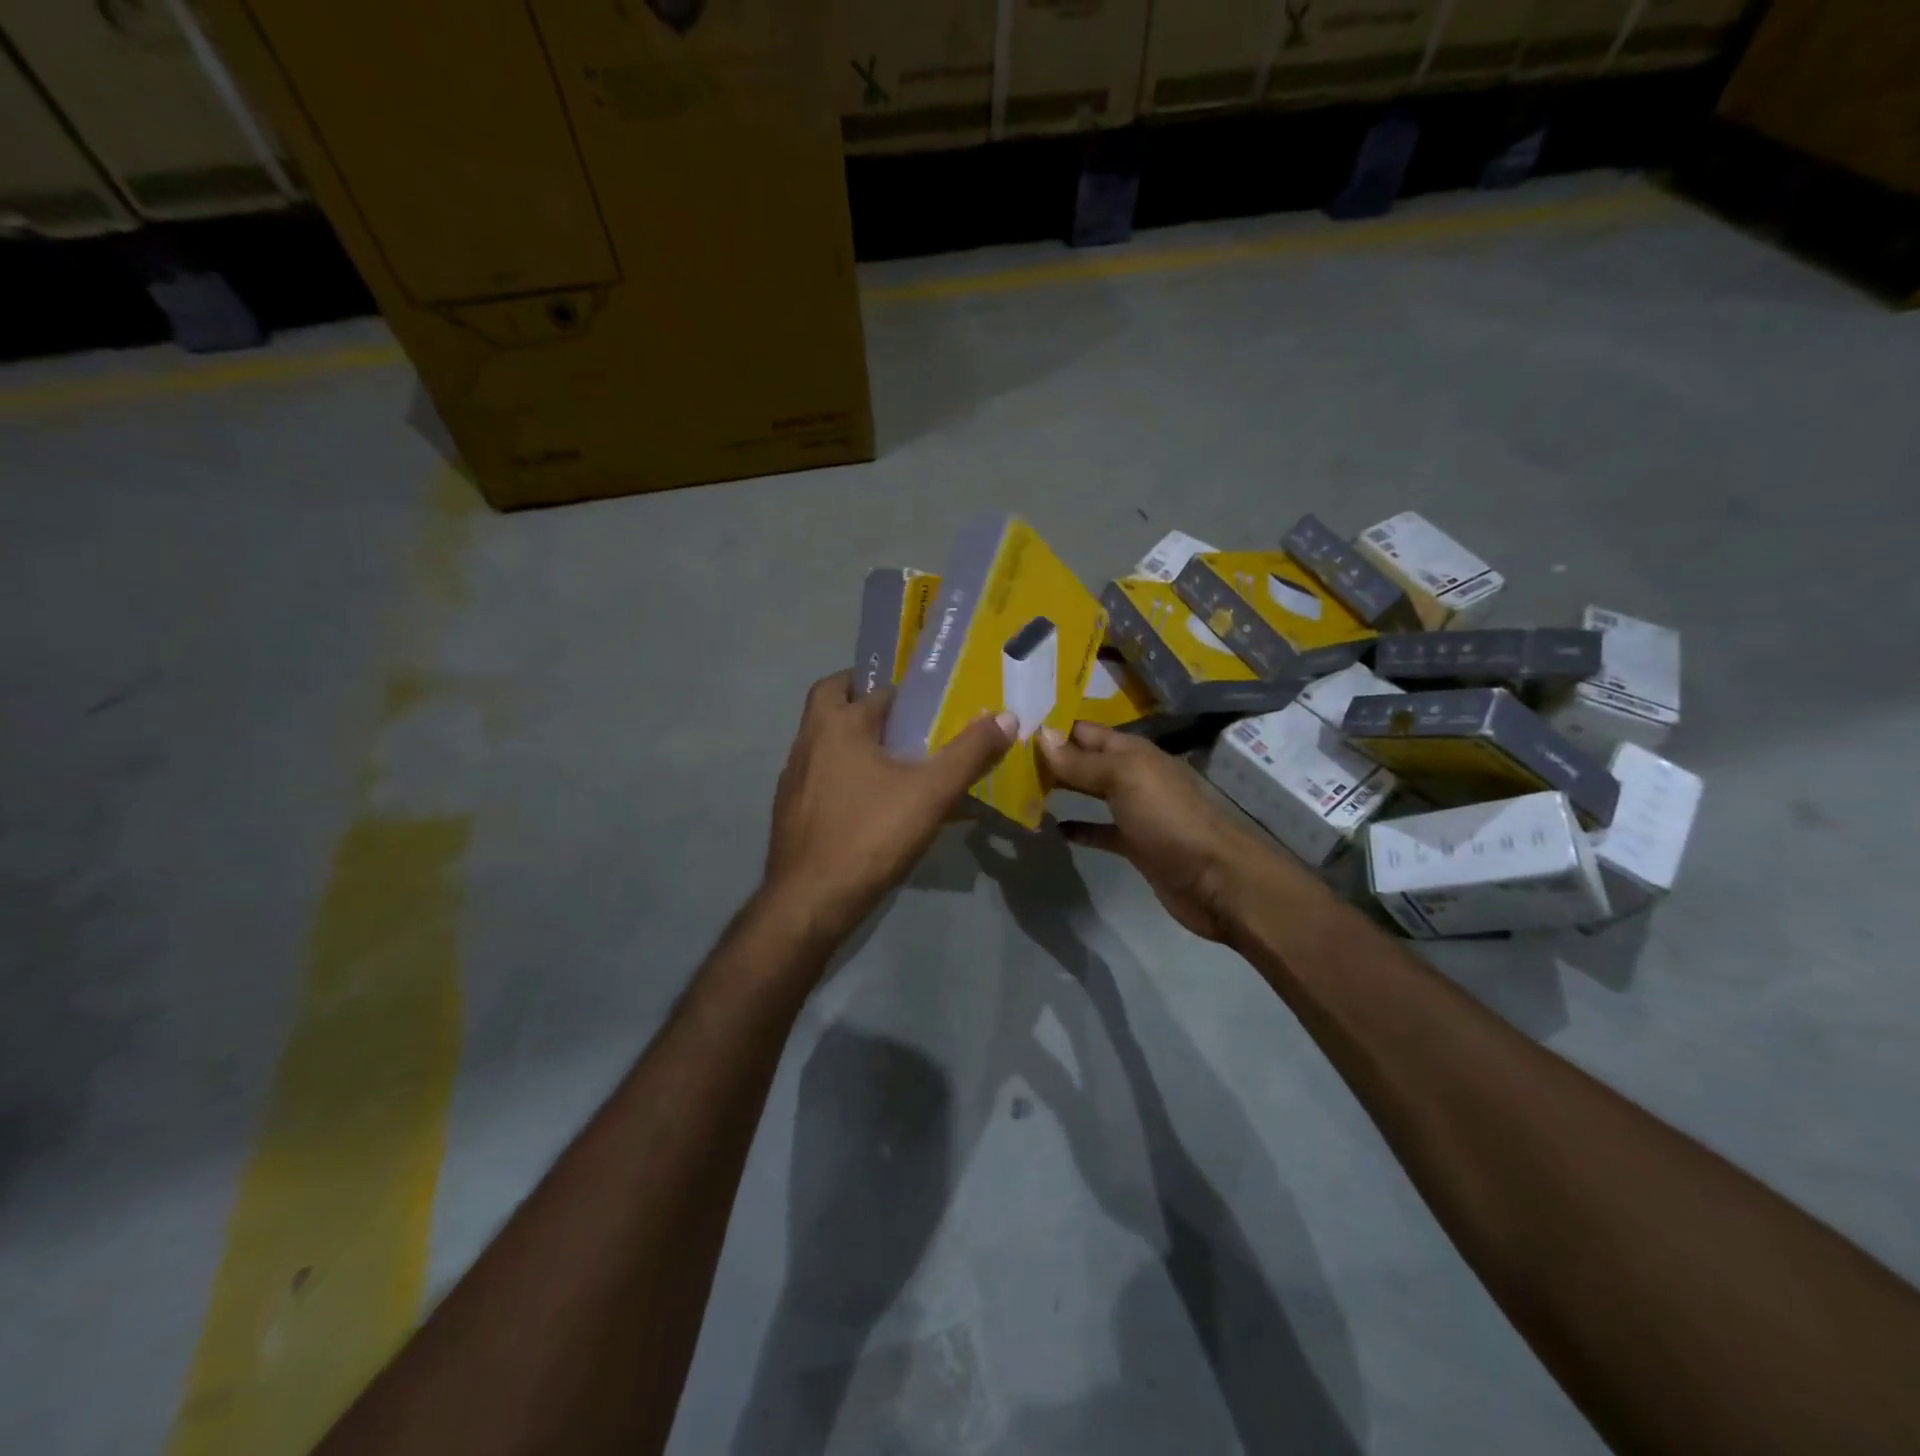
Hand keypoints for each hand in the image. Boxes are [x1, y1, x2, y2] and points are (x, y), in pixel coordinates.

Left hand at [764, 670, 1014, 944]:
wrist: (809, 901)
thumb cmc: (870, 835)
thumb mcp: (931, 793)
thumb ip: (970, 753)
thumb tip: (1006, 717)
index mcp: (837, 724)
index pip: (871, 687)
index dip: (902, 691)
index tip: (928, 701)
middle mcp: (807, 740)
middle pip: (832, 699)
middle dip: (862, 698)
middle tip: (900, 715)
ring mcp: (793, 776)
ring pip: (823, 739)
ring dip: (852, 737)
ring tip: (893, 759)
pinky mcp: (789, 809)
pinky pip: (819, 775)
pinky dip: (841, 773)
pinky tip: (868, 801)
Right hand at [1038, 721, 1292, 942]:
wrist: (1216, 879)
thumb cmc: (1169, 819)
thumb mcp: (1124, 780)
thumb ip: (1082, 762)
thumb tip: (1042, 736)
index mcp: (1133, 753)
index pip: (1086, 731)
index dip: (1054, 727)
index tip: (1013, 725)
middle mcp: (1133, 776)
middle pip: (1086, 760)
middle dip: (1052, 757)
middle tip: (1005, 757)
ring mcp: (1135, 811)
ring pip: (1090, 793)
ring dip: (1061, 790)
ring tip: (1019, 789)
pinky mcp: (1134, 844)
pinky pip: (1099, 829)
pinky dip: (1078, 827)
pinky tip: (1051, 828)